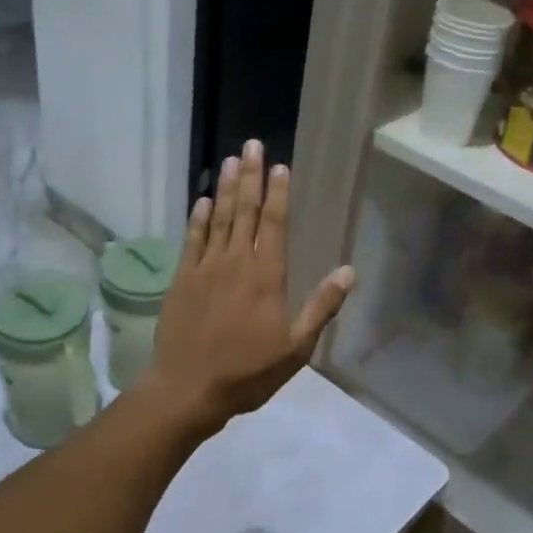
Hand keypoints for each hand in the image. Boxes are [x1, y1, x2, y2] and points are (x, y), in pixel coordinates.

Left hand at [150, 140, 354, 431]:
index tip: (280, 166)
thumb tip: (349, 272)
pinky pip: (192, 239)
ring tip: (231, 160)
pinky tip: (203, 199)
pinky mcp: (182, 278)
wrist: (188, 388)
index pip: (274, 223)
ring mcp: (205, 267)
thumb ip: (322, 307)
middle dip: (251, 176)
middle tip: (252, 145)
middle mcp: (236, 262)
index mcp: (267, 276)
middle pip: (245, 210)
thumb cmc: (248, 372)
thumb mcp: (296, 348)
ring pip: (218, 218)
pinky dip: (198, 217)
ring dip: (227, 188)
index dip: (278, 192)